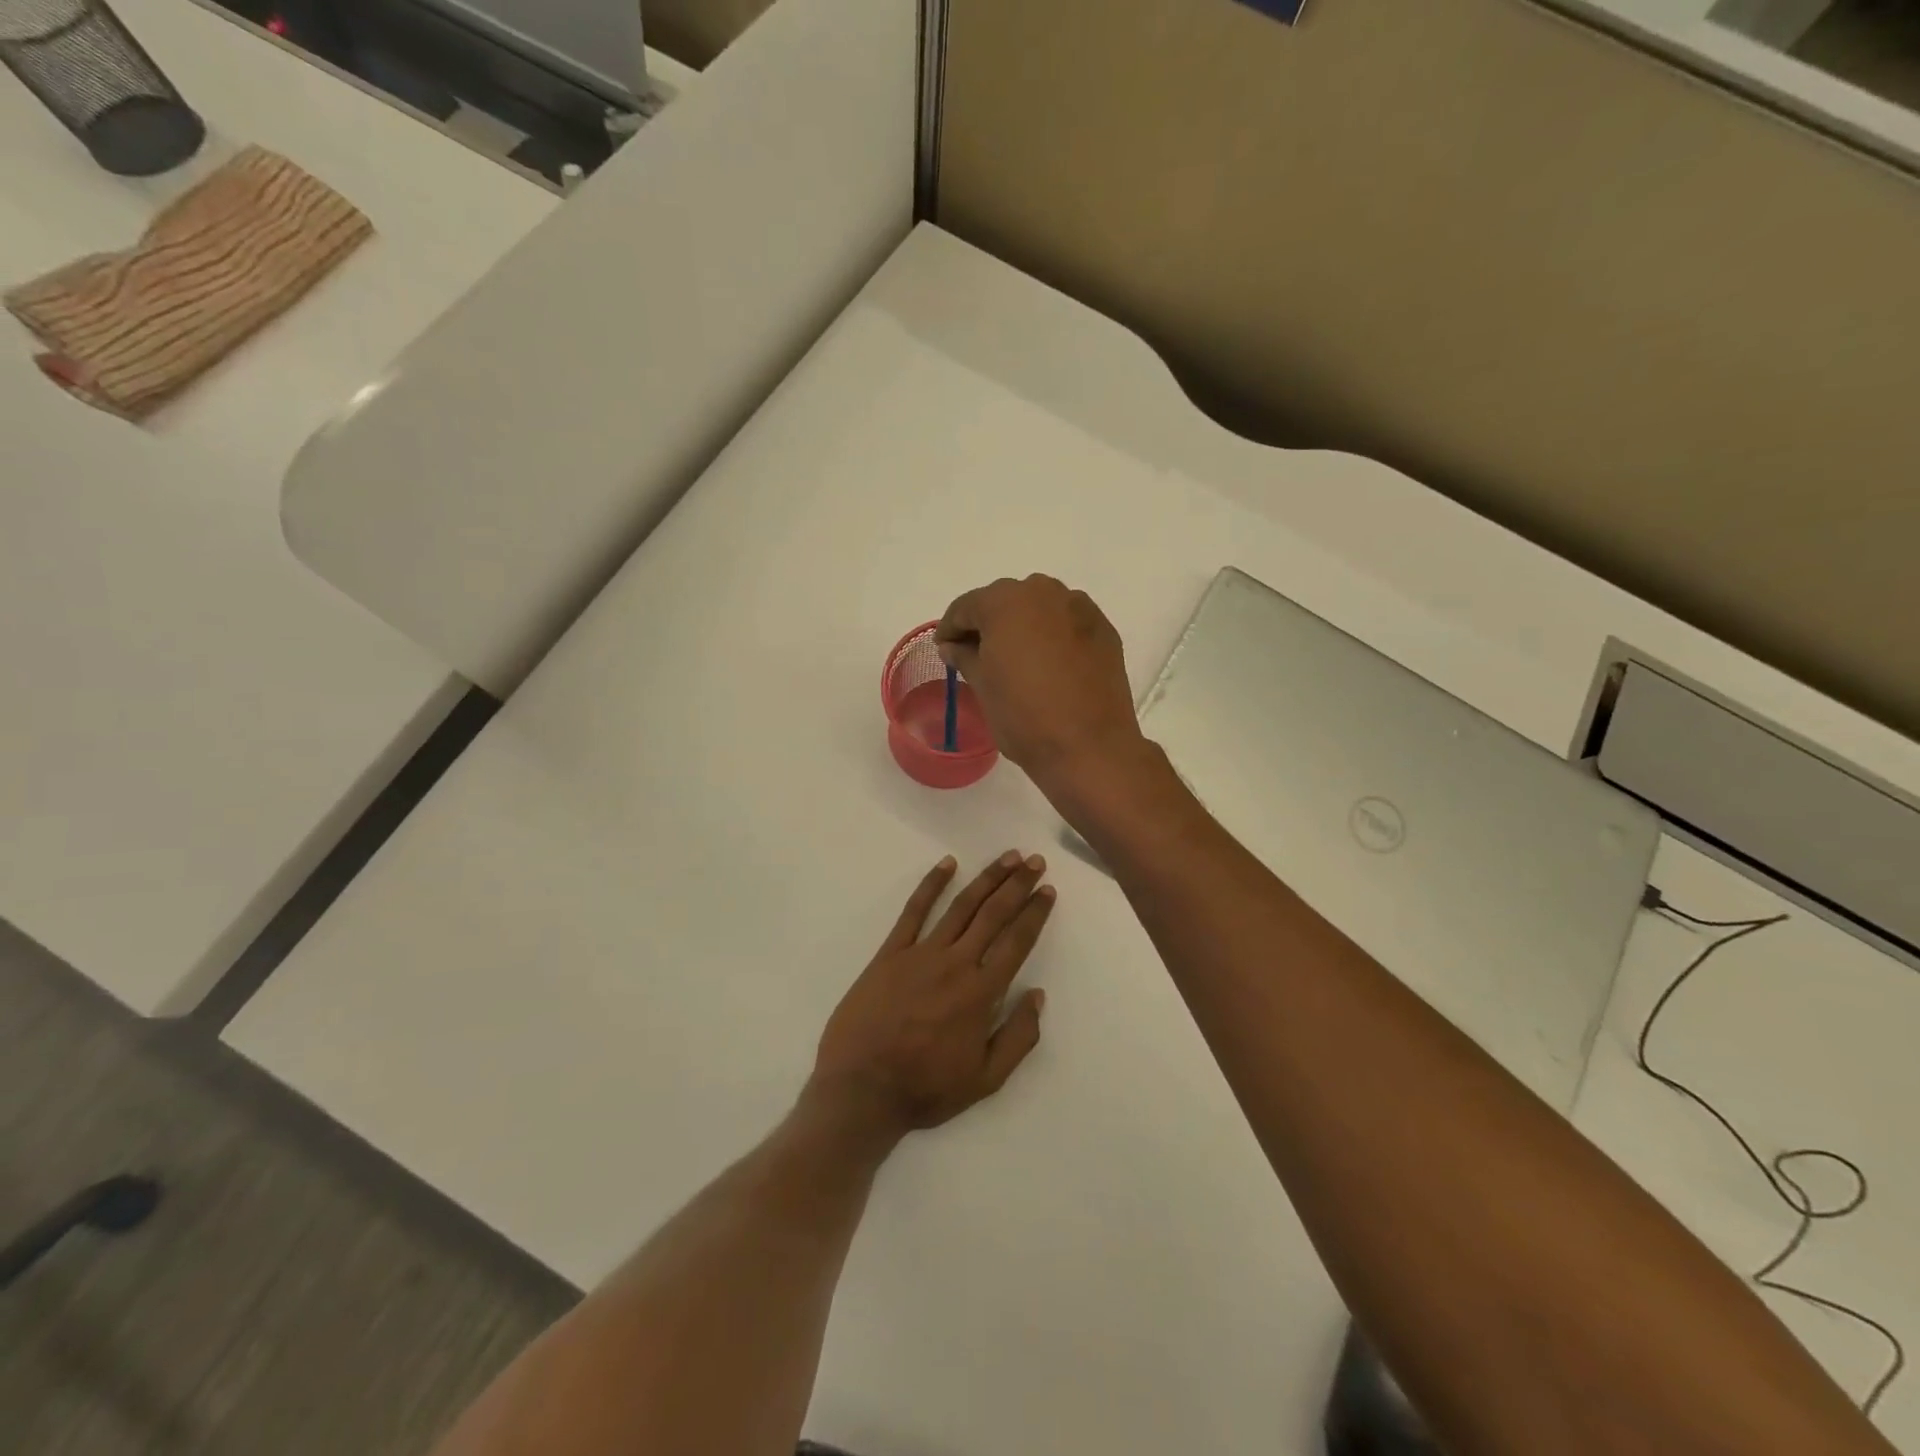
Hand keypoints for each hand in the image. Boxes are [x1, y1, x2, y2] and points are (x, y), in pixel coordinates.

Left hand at [810, 852, 1053, 1140]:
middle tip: (1034, 860)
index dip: (1034, 913)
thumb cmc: (925, 1088)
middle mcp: (956, 964)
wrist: (861, 1089)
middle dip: (1017, 884)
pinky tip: (947, 864)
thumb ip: (1018, 1037)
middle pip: (993, 914)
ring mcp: (921, 953)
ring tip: (1006, 857)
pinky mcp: (890, 952)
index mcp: (981, 993)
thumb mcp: (986, 1080)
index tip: (1047, 890)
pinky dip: (931, 884)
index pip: (1016, 942)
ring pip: (960, 906)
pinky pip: (914, 911)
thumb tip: (1038, 995)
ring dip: (986, 878)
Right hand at [936, 575, 1145, 791]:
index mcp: (1006, 602)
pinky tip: (1049, 664)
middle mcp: (1044, 592)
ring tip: (1015, 659)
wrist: (1089, 748)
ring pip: (1040, 608)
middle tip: (977, 655)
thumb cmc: (1024, 717)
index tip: (945, 649)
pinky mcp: (1104, 629)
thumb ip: (965, 657)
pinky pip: (1067, 623)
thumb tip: (953, 646)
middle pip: (1005, 601)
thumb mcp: (983, 686)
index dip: (950, 628)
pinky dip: (1053, 635)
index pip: (967, 606)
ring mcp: (1080, 608)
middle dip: (988, 624)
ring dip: (1023, 626)